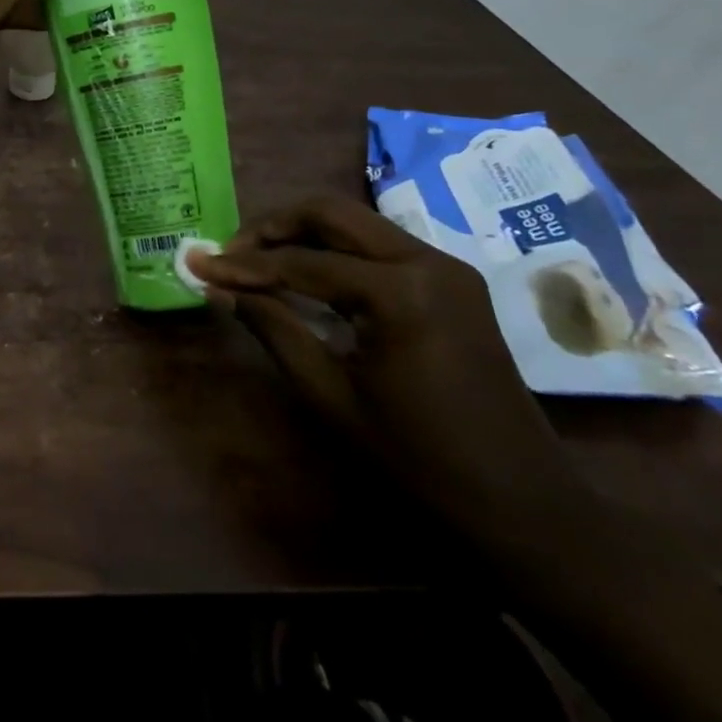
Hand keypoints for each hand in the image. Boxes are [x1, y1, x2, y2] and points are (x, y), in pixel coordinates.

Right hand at [191, 194, 589, 542]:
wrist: (524, 508)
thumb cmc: (419, 462)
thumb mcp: (331, 396)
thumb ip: (272, 329)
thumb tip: (218, 288)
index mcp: (400, 292)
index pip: (301, 262)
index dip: (243, 265)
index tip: (197, 264)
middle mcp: (427, 260)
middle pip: (331, 213)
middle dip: (273, 227)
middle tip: (231, 255)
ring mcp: (446, 267)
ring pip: (355, 224)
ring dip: (302, 235)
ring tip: (258, 264)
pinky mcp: (452, 282)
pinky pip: (379, 247)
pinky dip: (335, 252)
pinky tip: (306, 277)